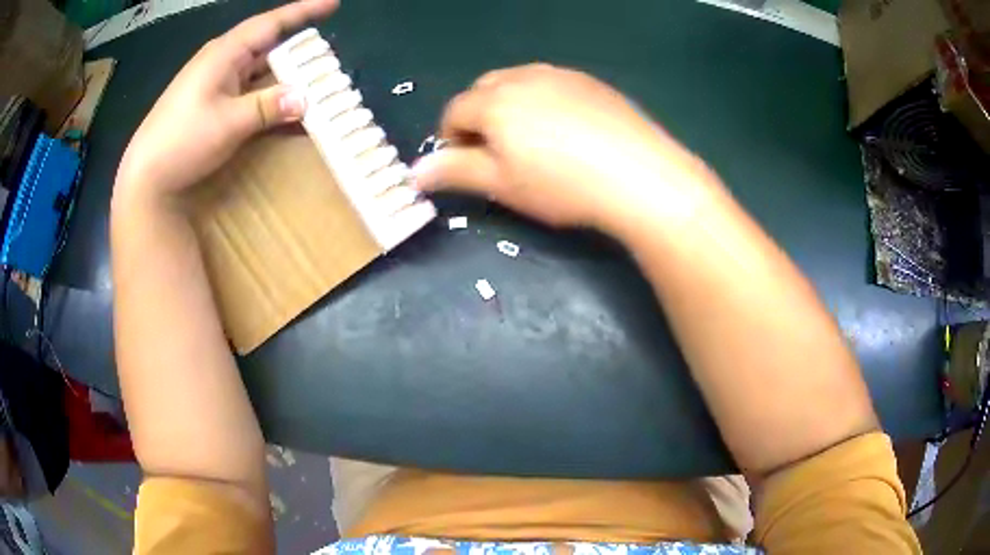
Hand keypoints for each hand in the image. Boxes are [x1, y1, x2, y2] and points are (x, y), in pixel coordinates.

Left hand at [114, 0, 337, 203]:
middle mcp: (221, 61)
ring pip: (258, 69)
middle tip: (325, 55)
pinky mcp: (211, 103)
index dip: (302, 11)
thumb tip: (305, 98)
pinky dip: (268, 94)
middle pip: (266, 45)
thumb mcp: (228, 123)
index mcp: (224, 54)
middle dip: (297, 47)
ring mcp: (215, 83)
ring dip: (284, 73)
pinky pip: (247, 90)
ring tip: (311, 79)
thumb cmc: (182, 140)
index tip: (333, 4)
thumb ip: (268, 106)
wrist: (146, 176)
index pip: (270, 23)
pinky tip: (281, 105)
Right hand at [412, 64, 719, 233]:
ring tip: (532, 142)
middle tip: (497, 153)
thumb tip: (414, 173)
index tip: (465, 165)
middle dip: (479, 117)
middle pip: (484, 90)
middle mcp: (523, 76)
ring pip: (519, 83)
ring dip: (511, 107)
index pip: (454, 111)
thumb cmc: (561, 184)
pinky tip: (566, 132)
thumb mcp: (501, 184)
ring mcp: (561, 75)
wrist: (639, 176)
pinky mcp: (591, 82)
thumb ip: (454, 172)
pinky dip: (544, 102)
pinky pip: (553, 85)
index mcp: (494, 100)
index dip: (451, 139)